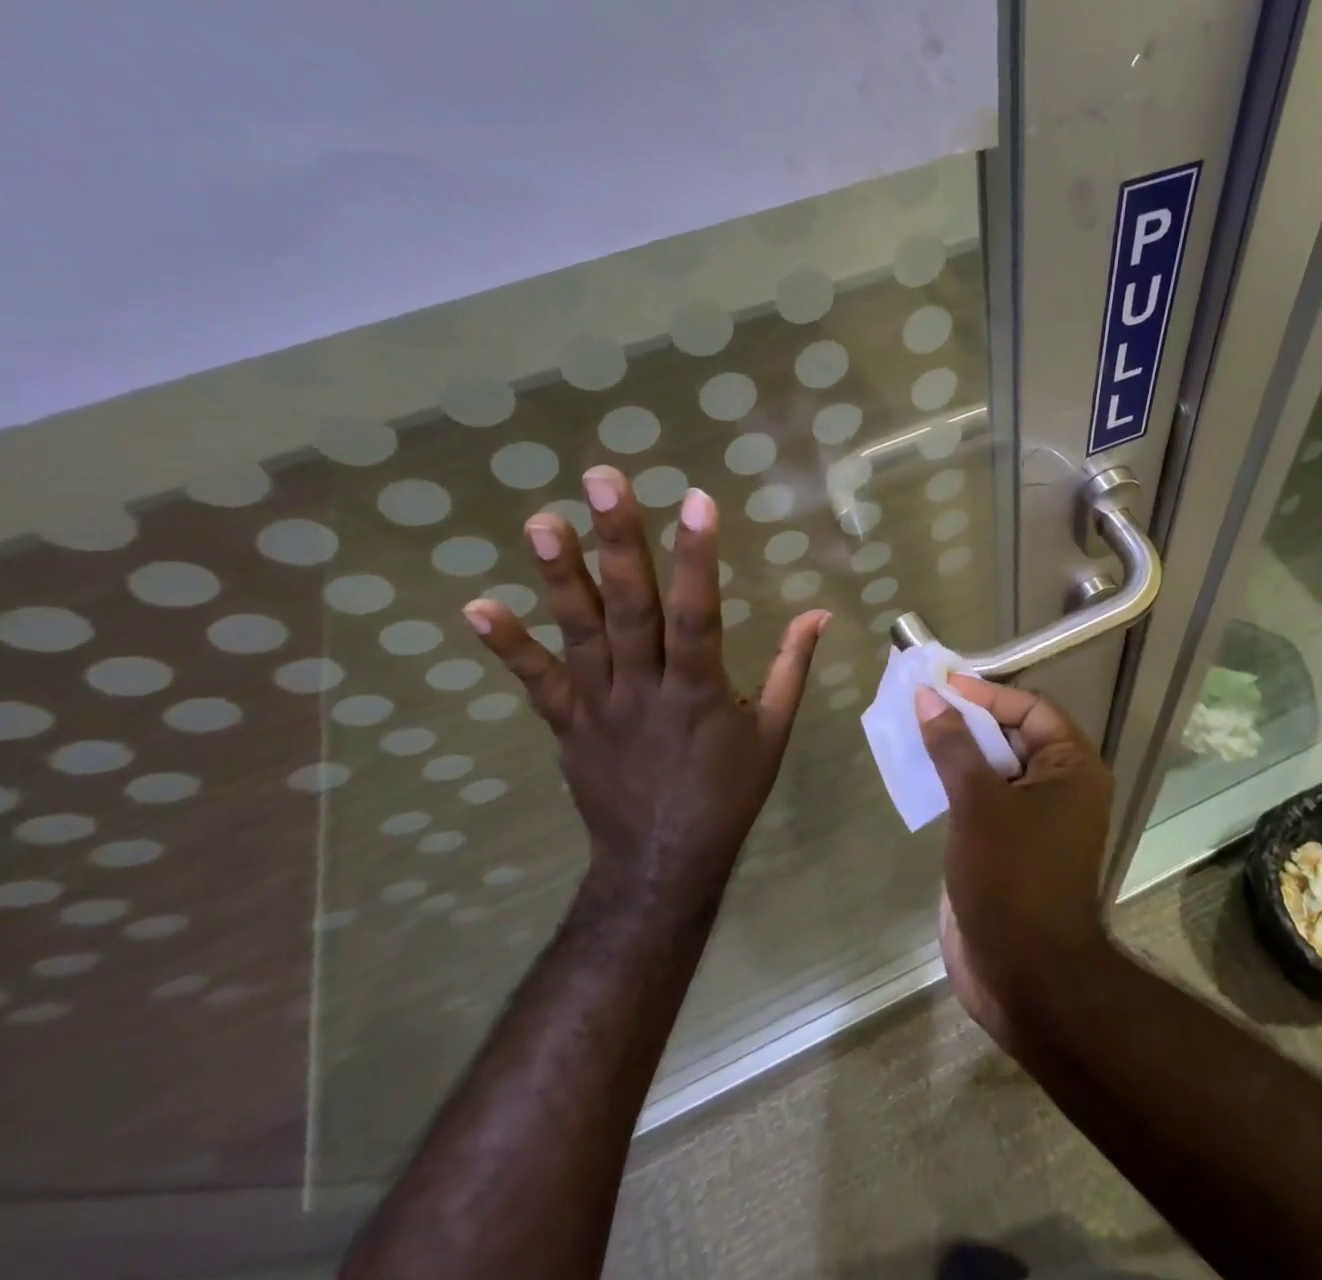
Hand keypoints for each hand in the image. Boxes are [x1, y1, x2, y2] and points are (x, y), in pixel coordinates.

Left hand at [461, 466, 829, 901]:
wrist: (663, 862)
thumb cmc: (728, 792)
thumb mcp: (774, 731)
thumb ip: (793, 665)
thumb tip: (820, 612)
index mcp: (701, 692)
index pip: (698, 614)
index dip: (698, 558)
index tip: (698, 500)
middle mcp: (645, 690)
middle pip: (631, 610)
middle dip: (620, 543)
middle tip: (603, 481)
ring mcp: (599, 707)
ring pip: (580, 635)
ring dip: (561, 577)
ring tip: (541, 520)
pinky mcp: (568, 725)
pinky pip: (537, 683)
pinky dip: (508, 647)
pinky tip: (477, 606)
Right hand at [915, 678, 1115, 1048]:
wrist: (1027, 977)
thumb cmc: (1012, 877)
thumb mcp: (978, 803)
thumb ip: (954, 747)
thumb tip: (929, 698)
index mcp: (1072, 767)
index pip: (1030, 709)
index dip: (986, 694)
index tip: (941, 685)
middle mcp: (1061, 787)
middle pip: (1012, 736)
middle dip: (967, 720)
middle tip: (920, 703)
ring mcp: (1036, 819)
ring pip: (994, 769)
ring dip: (957, 752)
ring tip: (912, 731)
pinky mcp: (1011, 847)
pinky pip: (983, 801)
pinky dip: (955, 785)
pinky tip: (919, 776)